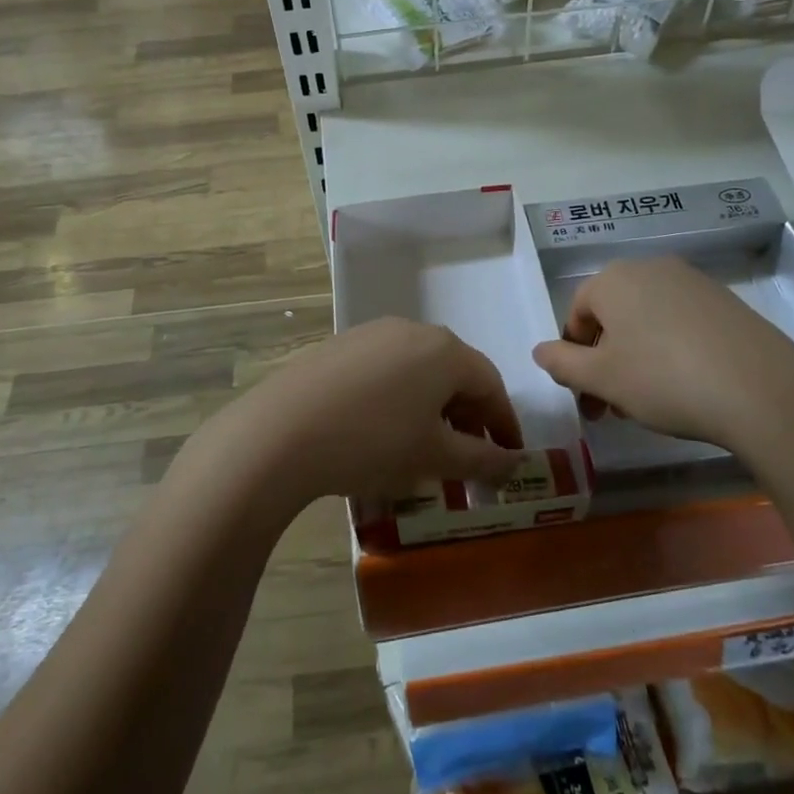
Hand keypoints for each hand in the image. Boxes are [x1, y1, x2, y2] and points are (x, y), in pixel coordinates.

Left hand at [240, 318, 523, 504]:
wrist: (281, 432)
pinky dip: (398, 399)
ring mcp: (371, 334)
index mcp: (444, 350)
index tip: (509, 458)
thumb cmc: (373, 442)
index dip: (504, 424)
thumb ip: (482, 459)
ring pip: (418, 371)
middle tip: (468, 458)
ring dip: (432, 408)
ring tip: (424, 448)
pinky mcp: (339, 346)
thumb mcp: (434, 458)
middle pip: (454, 373)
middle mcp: (411, 330)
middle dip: (467, 417)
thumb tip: (513, 462)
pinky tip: (382, 430)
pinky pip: (385, 371)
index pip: (491, 384)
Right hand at [531, 257, 793, 459]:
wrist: (760, 390)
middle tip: (612, 405)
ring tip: (647, 402)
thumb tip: (540, 351)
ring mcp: (692, 282)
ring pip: (646, 320)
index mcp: (613, 279)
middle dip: (605, 360)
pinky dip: (671, 350)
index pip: (577, 313)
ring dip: (636, 358)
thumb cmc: (662, 379)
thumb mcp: (601, 378)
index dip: (574, 355)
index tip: (585, 394)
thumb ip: (562, 363)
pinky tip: (685, 386)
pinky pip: (681, 323)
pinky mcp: (725, 302)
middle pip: (613, 315)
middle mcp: (650, 269)